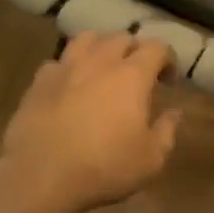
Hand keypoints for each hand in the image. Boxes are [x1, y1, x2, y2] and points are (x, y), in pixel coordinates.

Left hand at [0, 32, 181, 212]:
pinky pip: (58, 62)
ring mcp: (66, 68)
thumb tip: (174, 113)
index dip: (167, 60)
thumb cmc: (105, 166)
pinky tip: (70, 85)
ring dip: (101, 47)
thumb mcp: (150, 159)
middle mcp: (100, 61)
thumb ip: (167, 131)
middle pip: (122, 38)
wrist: (41, 174)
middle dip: (135, 51)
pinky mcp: (39, 82)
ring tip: (103, 68)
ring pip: (87, 39)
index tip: (168, 82)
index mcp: (132, 75)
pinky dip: (69, 67)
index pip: (157, 47)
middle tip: (138, 75)